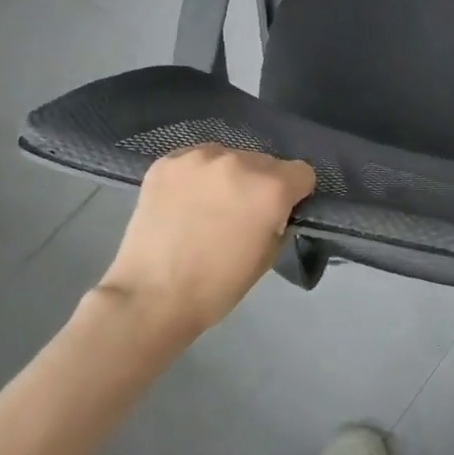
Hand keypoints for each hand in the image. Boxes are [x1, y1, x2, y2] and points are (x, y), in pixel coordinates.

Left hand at [96, 145, 315, 344]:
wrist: (151, 296)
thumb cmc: (218, 285)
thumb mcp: (268, 255)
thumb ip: (279, 219)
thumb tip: (275, 208)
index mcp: (271, 187)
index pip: (302, 172)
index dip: (295, 194)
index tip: (279, 212)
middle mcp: (239, 162)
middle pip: (265, 162)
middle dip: (259, 184)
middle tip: (240, 214)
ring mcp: (199, 158)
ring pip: (229, 157)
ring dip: (227, 177)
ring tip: (207, 207)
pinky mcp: (166, 162)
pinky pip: (195, 161)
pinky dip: (196, 177)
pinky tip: (184, 202)